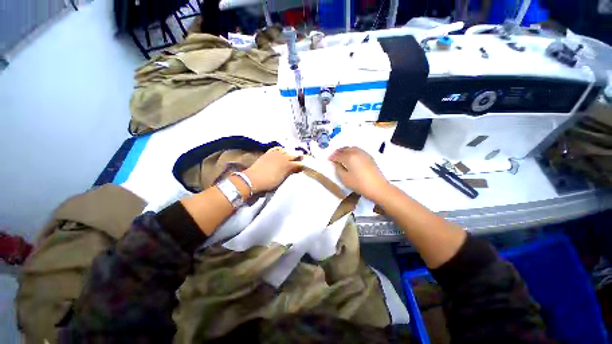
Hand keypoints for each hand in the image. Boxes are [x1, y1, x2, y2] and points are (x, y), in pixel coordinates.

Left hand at [243, 147, 302, 192]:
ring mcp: (275, 154)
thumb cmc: (268, 182)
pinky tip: (282, 150)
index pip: (298, 163)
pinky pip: (276, 148)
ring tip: (292, 154)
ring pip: (286, 150)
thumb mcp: (282, 179)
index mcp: (287, 165)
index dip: (302, 165)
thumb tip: (297, 168)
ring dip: (290, 152)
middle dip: (299, 156)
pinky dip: (281, 149)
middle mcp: (282, 157)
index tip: (304, 166)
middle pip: (294, 154)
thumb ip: (290, 172)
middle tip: (301, 158)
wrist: (253, 179)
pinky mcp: (268, 153)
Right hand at [329, 147, 389, 201]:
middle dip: (338, 152)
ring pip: (351, 148)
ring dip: (345, 150)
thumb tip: (336, 163)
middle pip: (345, 149)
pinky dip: (352, 151)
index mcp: (349, 157)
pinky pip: (358, 150)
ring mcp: (364, 153)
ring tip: (341, 155)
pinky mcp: (369, 156)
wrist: (378, 187)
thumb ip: (338, 169)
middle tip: (333, 156)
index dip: (332, 157)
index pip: (338, 155)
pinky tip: (351, 156)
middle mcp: (356, 152)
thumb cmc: (359, 184)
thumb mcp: (345, 178)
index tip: (328, 159)